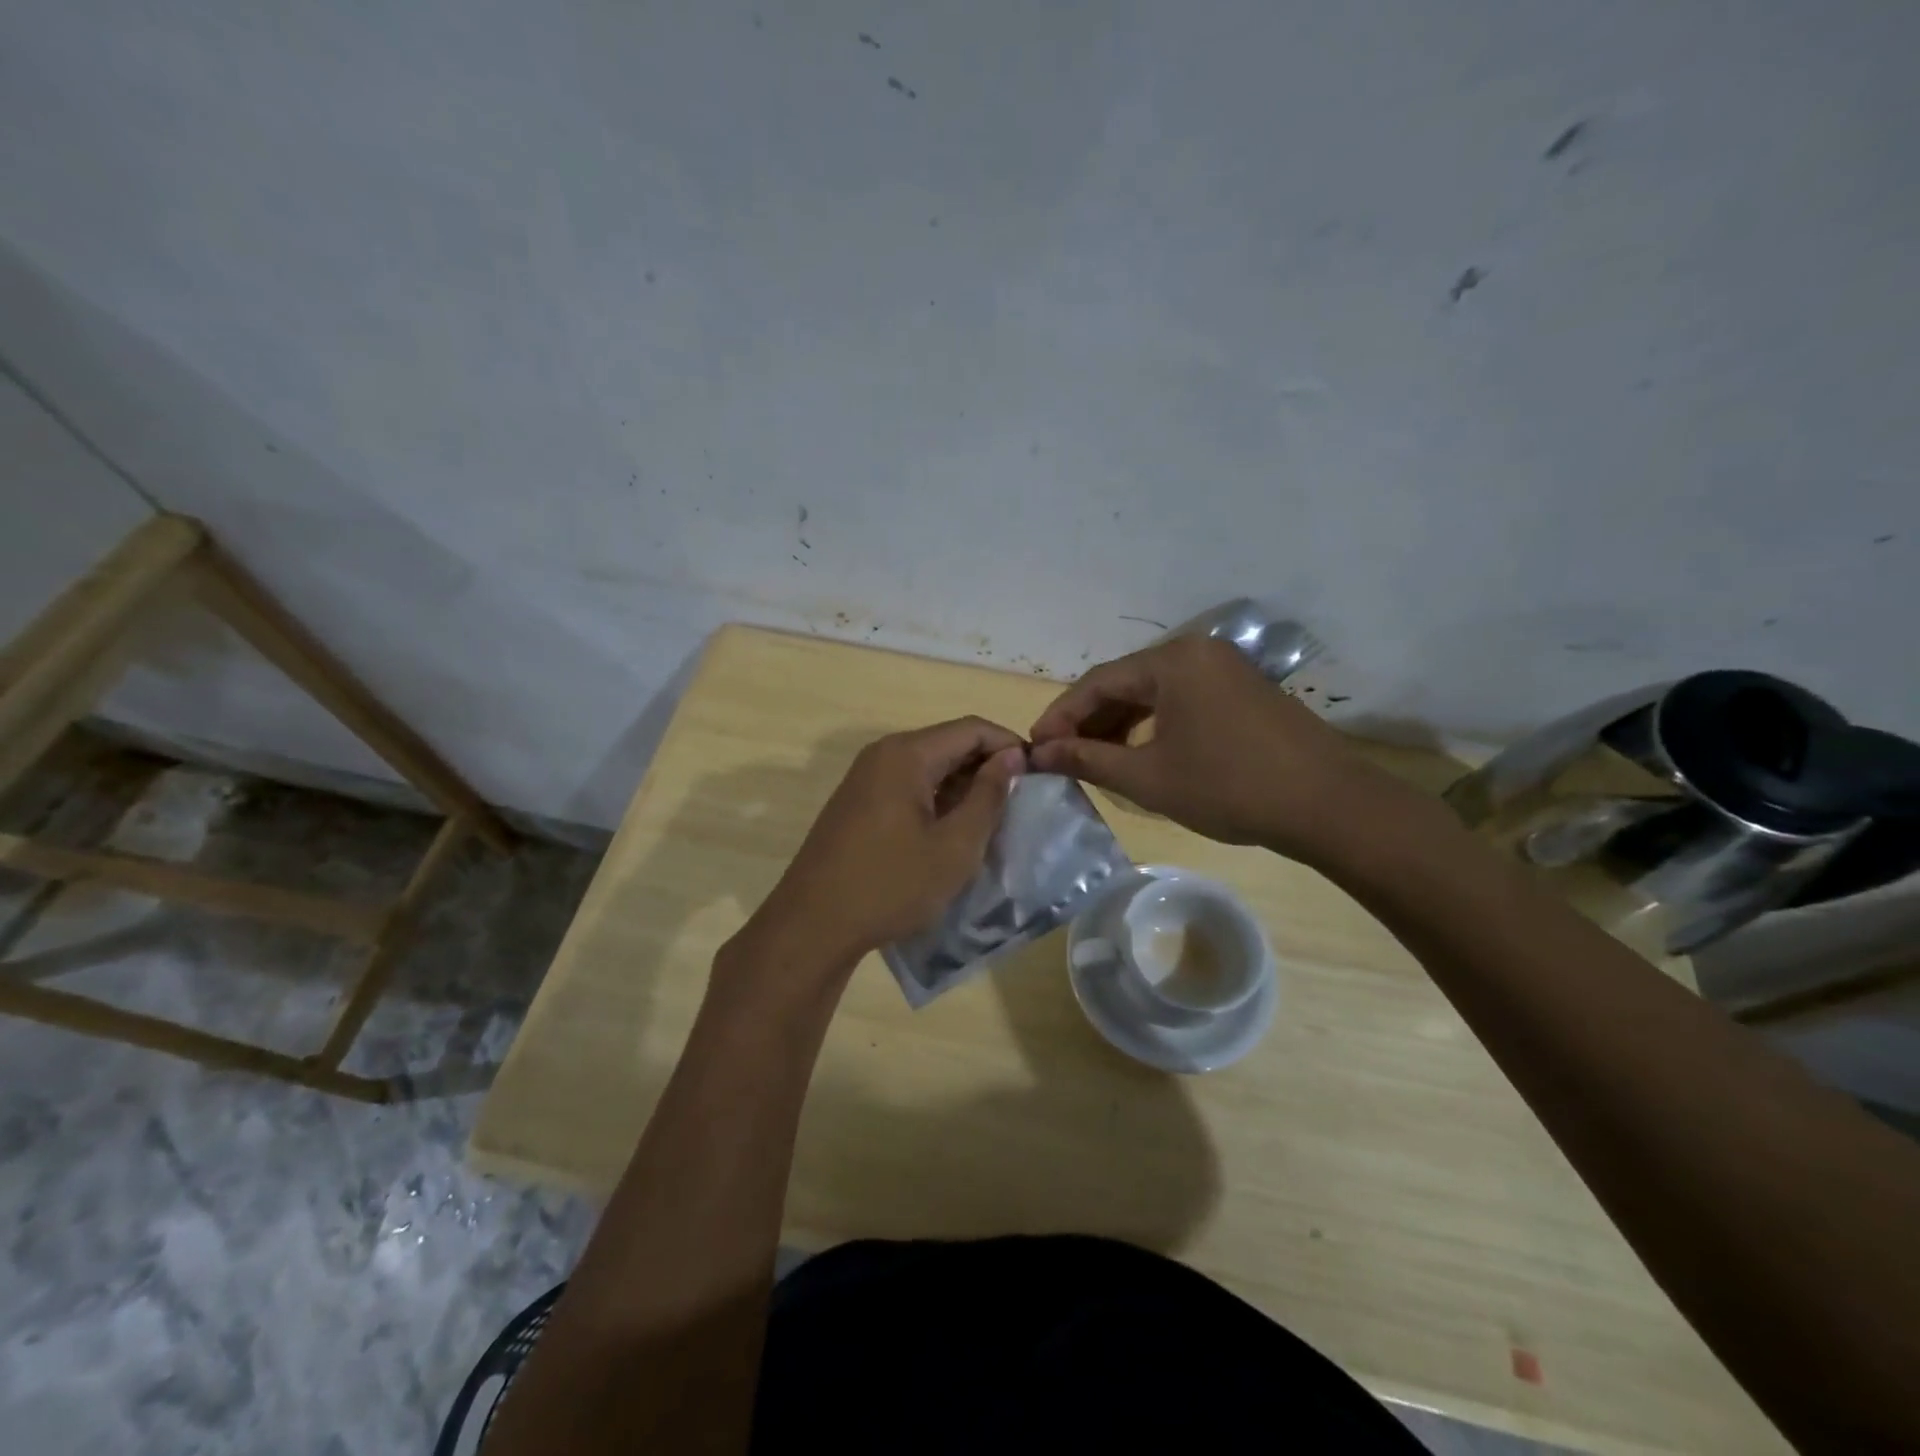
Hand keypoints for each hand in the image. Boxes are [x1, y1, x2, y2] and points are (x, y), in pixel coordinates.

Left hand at [737, 718, 1025, 979]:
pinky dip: (936, 799)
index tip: (1038, 776)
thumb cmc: (890, 885)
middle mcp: (883, 754)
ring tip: (992, 820)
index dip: (1009, 746)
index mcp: (906, 754)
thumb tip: (1012, 757)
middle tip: (1019, 802)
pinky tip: (951, 831)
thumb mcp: (954, 846)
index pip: (971, 729)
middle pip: (948, 743)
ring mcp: (865, 778)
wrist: (812, 925)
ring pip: (928, 766)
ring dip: (962, 786)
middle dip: (987, 766)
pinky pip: (907, 786)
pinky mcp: (857, 803)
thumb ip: (987, 797)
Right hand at [1028, 636, 1407, 859]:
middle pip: (1126, 682)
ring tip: (1093, 758)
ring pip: (1154, 692)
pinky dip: (1152, 724)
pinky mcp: (1242, 690)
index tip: (1035, 747)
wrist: (1328, 806)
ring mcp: (1224, 669)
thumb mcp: (1148, 778)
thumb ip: (1088, 760)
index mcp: (1172, 661)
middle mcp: (1197, 652)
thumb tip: (1039, 754)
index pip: (1097, 682)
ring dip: (1119, 723)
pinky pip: (1181, 699)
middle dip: (1089, 720)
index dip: (1060, 715)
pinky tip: (1138, 751)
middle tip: (1060, 755)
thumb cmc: (1228, 788)